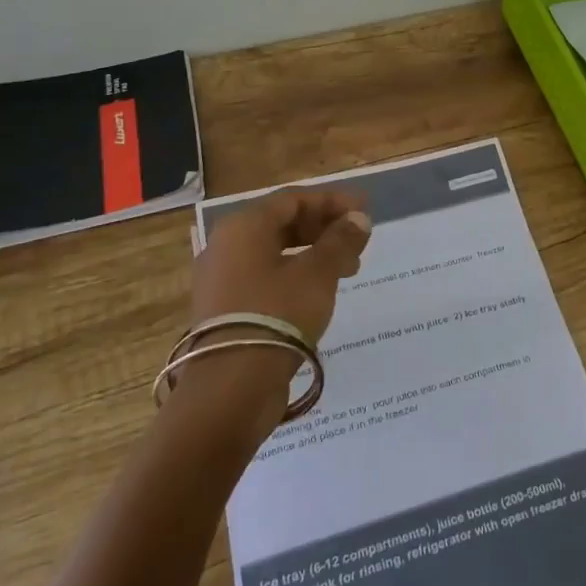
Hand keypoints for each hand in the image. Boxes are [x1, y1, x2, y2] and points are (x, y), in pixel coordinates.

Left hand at [191, 189, 372, 346]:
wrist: (232, 385)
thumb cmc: (278, 314)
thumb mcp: (318, 273)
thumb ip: (341, 241)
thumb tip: (359, 219)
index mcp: (244, 226)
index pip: (293, 199)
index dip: (332, 201)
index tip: (365, 209)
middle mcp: (226, 245)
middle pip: (282, 223)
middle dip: (324, 227)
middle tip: (358, 240)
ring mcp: (221, 278)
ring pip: (274, 251)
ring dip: (313, 253)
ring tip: (347, 269)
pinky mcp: (224, 308)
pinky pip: (264, 276)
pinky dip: (295, 274)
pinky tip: (319, 291)